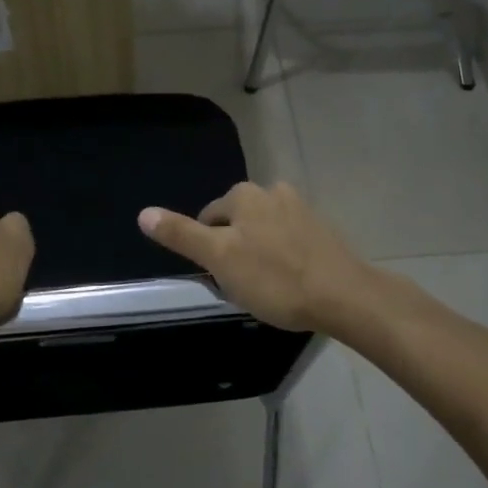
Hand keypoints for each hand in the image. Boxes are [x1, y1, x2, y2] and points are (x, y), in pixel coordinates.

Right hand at [137, 182, 369, 332]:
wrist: (344, 296)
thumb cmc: (275, 279)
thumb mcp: (219, 259)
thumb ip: (182, 235)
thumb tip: (143, 213)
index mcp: (244, 195)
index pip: (208, 219)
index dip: (209, 251)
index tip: (221, 278)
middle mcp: (273, 191)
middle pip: (237, 223)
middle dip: (235, 249)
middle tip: (243, 284)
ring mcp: (302, 209)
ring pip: (264, 231)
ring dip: (260, 253)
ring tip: (268, 286)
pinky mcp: (323, 229)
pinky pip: (290, 241)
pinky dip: (285, 257)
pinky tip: (291, 282)